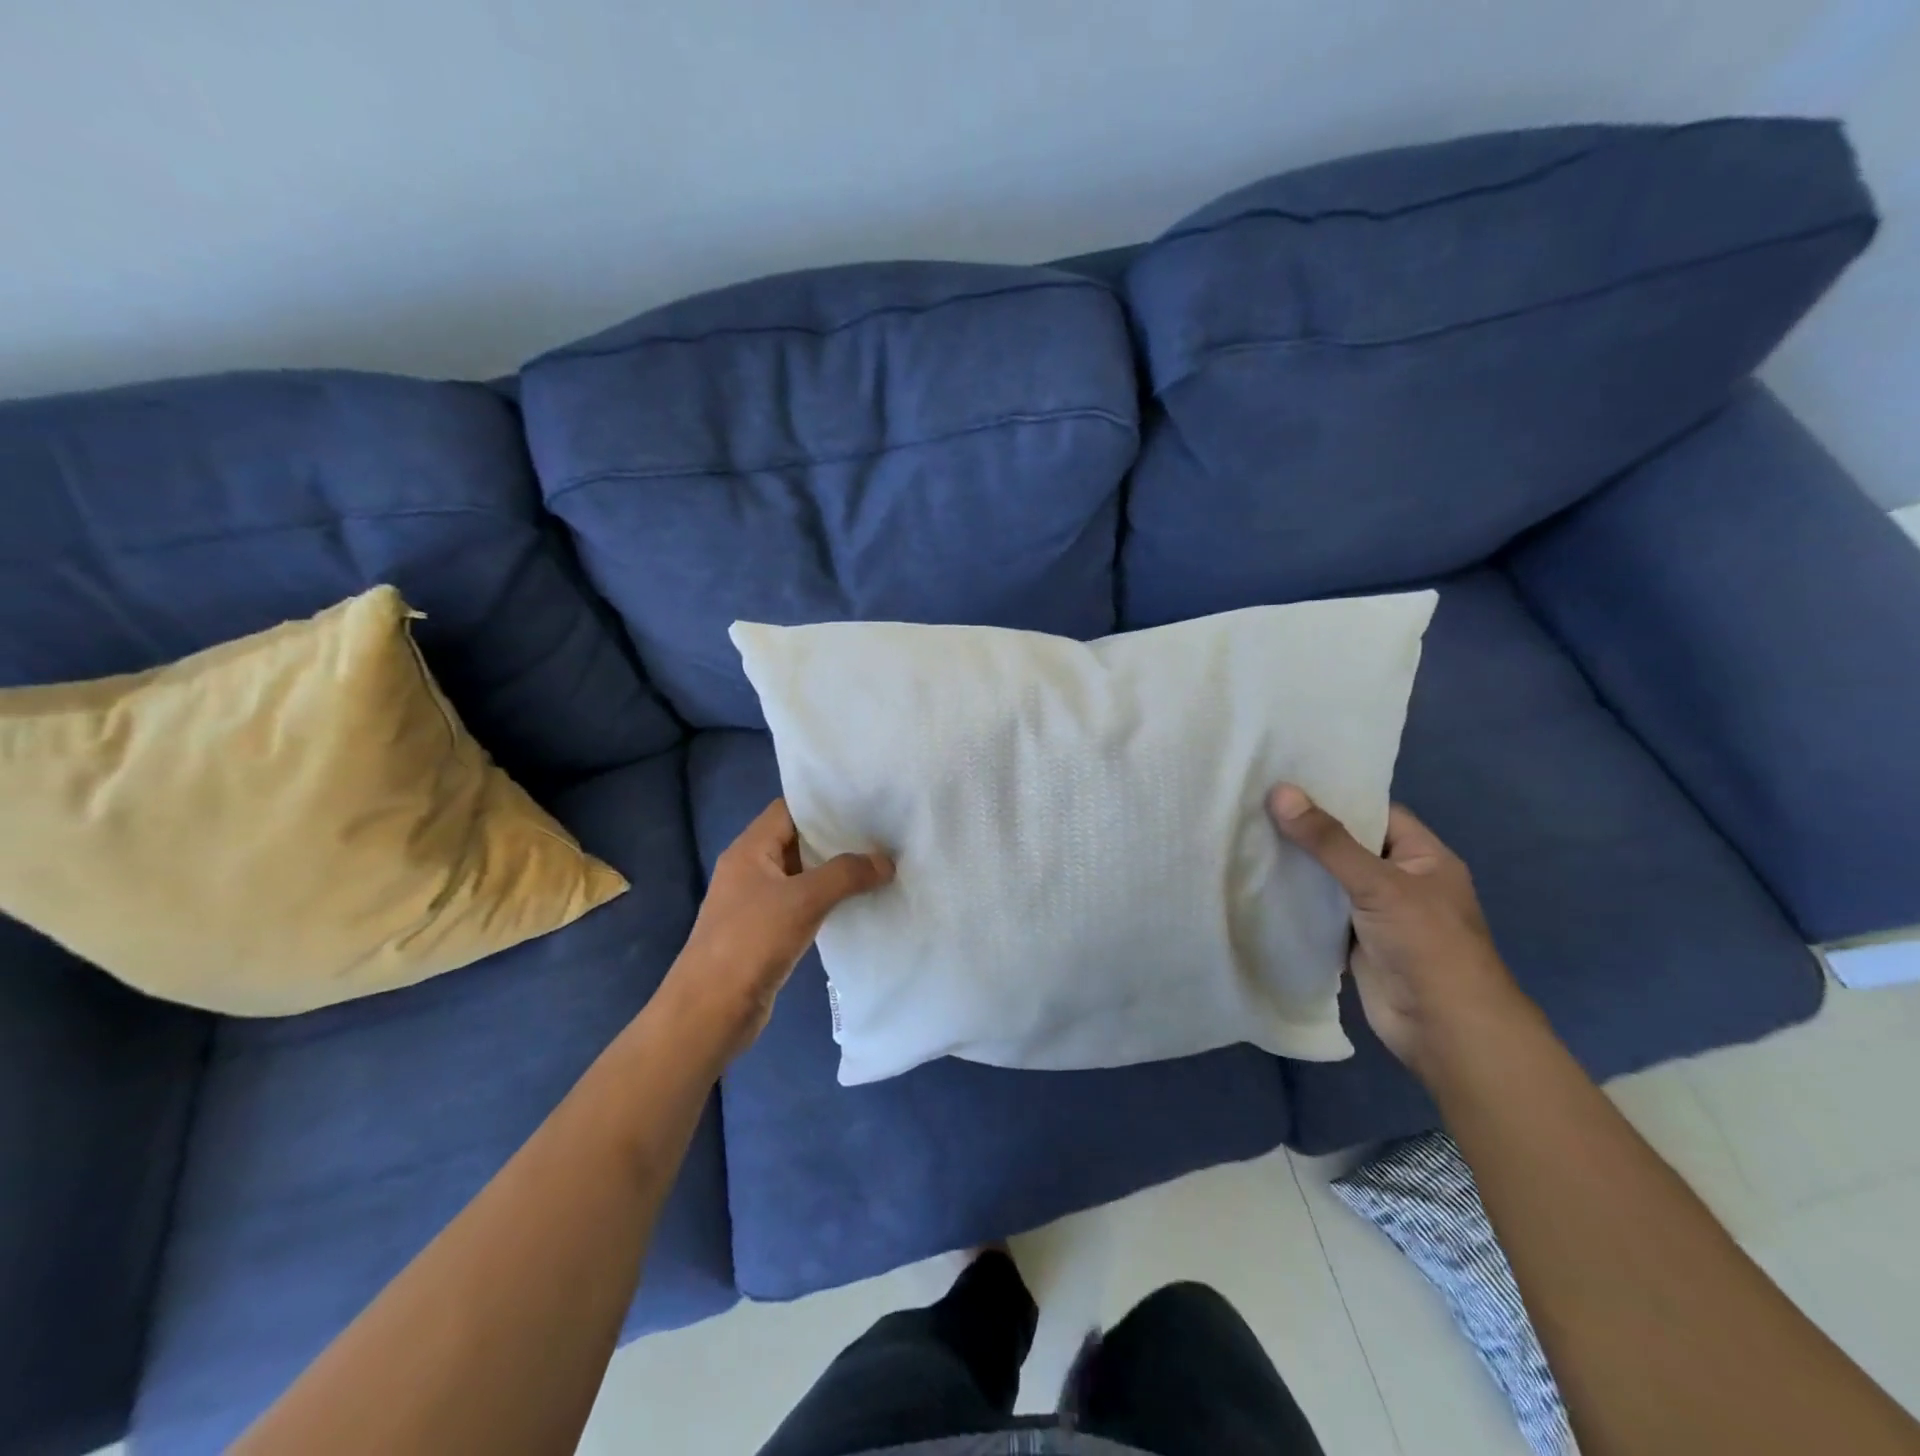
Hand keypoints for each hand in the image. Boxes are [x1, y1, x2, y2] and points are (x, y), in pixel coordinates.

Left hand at [662, 798, 892, 1062]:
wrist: (710, 1012)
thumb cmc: (751, 942)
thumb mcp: (803, 900)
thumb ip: (846, 874)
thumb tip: (886, 861)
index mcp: (749, 850)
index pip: (788, 809)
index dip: (824, 803)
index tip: (865, 803)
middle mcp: (751, 869)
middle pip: (797, 840)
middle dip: (837, 837)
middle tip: (881, 833)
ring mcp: (757, 902)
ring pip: (802, 874)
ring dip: (835, 871)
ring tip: (878, 863)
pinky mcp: (766, 932)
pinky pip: (802, 904)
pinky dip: (827, 900)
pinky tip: (857, 902)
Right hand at [1267, 784, 1533, 1077]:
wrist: (1444, 1028)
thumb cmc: (1426, 944)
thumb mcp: (1378, 883)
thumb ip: (1327, 841)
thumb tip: (1280, 791)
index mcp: (1422, 857)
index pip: (1375, 812)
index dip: (1335, 796)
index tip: (1287, 781)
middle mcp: (1400, 880)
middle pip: (1347, 845)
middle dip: (1307, 830)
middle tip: (1254, 804)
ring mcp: (1376, 913)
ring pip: (1330, 879)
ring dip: (1297, 866)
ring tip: (1246, 835)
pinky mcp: (1354, 941)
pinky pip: (1320, 911)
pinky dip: (1295, 900)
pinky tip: (1257, 881)